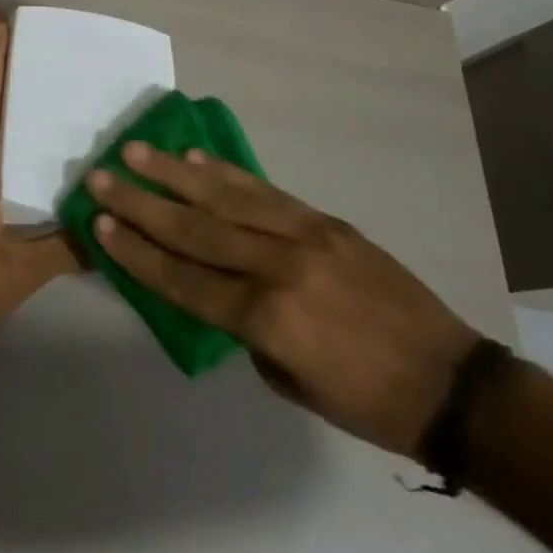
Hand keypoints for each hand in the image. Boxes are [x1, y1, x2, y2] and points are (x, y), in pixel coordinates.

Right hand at [87, 144, 481, 456]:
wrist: (451, 381)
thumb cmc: (365, 401)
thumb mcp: (289, 381)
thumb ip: (246, 329)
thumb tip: (216, 288)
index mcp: (267, 318)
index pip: (185, 279)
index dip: (138, 252)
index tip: (100, 224)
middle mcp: (279, 267)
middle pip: (195, 229)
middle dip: (142, 203)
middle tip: (102, 176)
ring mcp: (305, 235)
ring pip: (226, 198)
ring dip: (174, 173)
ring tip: (136, 150)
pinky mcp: (326, 220)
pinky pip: (266, 191)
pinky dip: (226, 172)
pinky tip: (196, 157)